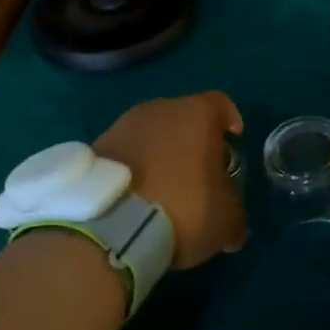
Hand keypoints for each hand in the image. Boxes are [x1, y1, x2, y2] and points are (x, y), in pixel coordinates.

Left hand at [94, 93, 246, 268]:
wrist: (112, 226)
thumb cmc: (184, 208)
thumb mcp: (227, 219)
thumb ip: (234, 209)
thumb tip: (232, 223)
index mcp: (197, 113)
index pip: (221, 104)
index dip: (230, 121)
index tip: (233, 142)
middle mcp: (160, 108)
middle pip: (183, 117)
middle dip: (192, 141)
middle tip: (198, 173)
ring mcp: (122, 126)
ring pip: (151, 134)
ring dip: (159, 154)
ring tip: (163, 189)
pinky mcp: (95, 148)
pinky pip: (125, 154)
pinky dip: (133, 170)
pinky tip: (136, 199)